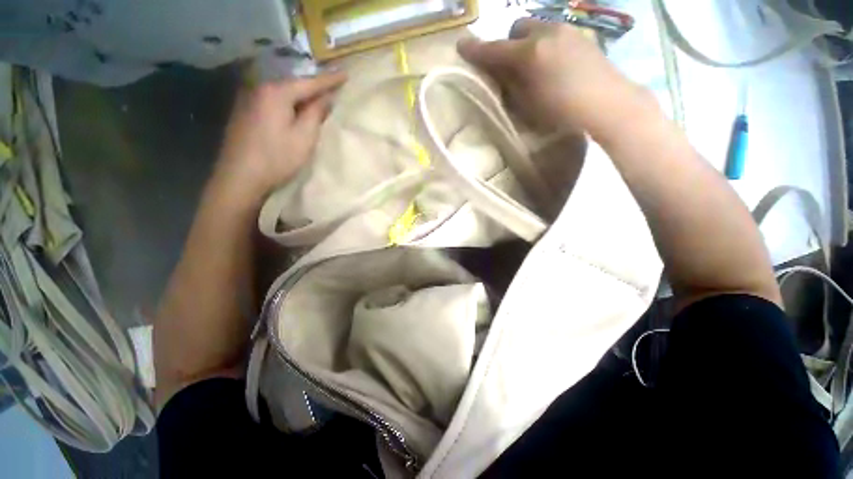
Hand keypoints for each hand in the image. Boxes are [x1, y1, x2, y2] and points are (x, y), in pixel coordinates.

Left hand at [212, 71, 346, 205]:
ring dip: (301, 96)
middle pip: (294, 85)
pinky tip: (295, 110)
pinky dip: (288, 103)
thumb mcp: (304, 137)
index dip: (330, 80)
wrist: (240, 177)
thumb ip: (316, 113)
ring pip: (283, 93)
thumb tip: (326, 97)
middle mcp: (260, 89)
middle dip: (314, 86)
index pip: (310, 83)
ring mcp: (249, 99)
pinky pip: (273, 101)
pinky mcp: (244, 112)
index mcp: (277, 93)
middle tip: (333, 87)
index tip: (346, 74)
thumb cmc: (277, 158)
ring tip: (317, 98)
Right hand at [457, 18, 652, 135]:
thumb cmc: (561, 110)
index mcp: (528, 54)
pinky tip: (552, 63)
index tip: (462, 46)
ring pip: (536, 28)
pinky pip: (553, 33)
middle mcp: (545, 33)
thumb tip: (499, 74)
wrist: (607, 102)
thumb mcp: (527, 103)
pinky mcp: (580, 34)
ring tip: (532, 65)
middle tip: (509, 65)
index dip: (476, 50)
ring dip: (526, 42)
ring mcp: (565, 30)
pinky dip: (544, 44)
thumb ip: (510, 84)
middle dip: (508, 43)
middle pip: (516, 28)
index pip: (494, 49)